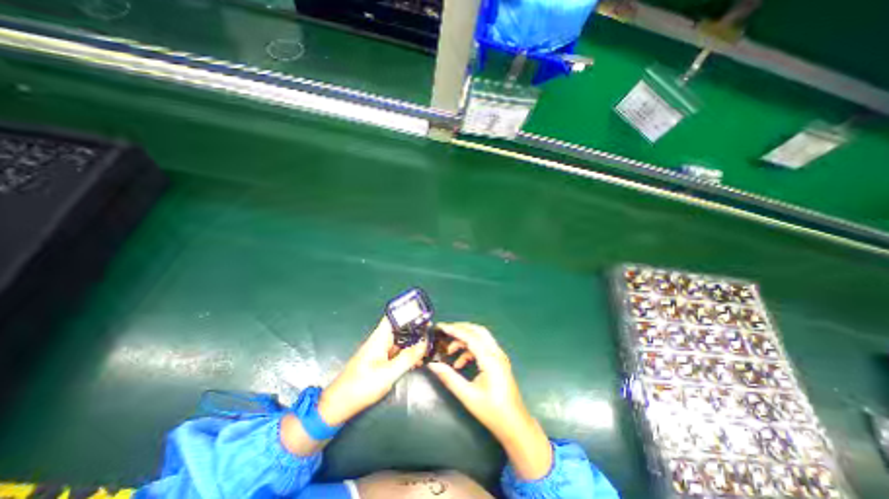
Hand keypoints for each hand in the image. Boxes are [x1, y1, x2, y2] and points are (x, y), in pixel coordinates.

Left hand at [318, 317, 427, 427]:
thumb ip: (407, 358)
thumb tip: (424, 343)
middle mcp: (380, 341)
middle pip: (400, 328)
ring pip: (400, 341)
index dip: (408, 312)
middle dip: (415, 329)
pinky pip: (397, 352)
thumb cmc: (361, 387)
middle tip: (432, 334)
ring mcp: (380, 351)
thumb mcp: (388, 374)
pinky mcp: (380, 361)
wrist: (339, 405)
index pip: (394, 316)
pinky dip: (408, 354)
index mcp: (379, 338)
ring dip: (413, 343)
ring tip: (428, 348)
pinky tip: (418, 361)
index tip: (424, 314)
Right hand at [428, 324, 552, 478]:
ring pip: (481, 338)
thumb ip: (449, 378)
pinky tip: (459, 364)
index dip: (455, 330)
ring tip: (450, 351)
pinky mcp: (498, 361)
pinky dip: (470, 350)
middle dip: (461, 329)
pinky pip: (483, 347)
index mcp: (490, 359)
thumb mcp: (468, 395)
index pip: (470, 337)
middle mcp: (496, 353)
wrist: (515, 425)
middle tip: (445, 332)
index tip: (441, 327)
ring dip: (465, 340)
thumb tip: (433, 365)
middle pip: (478, 331)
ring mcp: (499, 356)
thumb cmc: (492, 412)